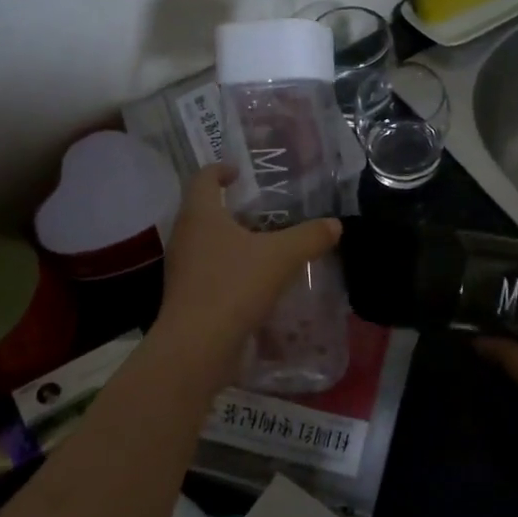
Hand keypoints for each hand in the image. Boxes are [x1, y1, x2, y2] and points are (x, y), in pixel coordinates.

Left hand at [151, 164, 342, 378]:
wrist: (197, 346)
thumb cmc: (234, 286)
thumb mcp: (281, 257)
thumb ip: (310, 237)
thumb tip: (335, 224)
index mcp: (200, 215)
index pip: (202, 178)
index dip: (220, 170)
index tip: (239, 172)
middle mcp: (184, 236)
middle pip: (203, 211)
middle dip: (230, 208)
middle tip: (262, 209)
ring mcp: (182, 269)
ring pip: (206, 243)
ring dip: (231, 240)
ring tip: (264, 245)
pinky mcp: (187, 297)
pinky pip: (209, 272)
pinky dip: (229, 269)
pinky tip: (255, 281)